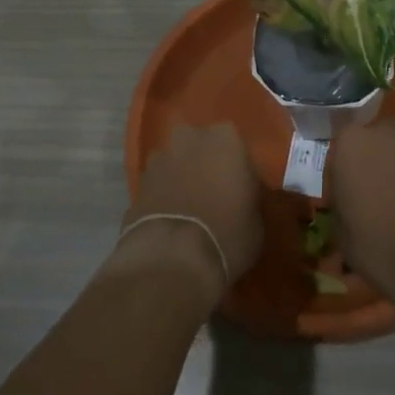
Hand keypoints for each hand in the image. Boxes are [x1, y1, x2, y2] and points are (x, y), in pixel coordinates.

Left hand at [118, 123, 264, 295]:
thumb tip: (240, 195)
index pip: (236, 146)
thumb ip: (248, 195)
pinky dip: (162, 195)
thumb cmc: (228, 234)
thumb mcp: (256, 218)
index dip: (237, 168)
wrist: (173, 258)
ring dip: (180, 177)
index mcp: (226, 138)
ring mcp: (160, 157)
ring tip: (187, 210)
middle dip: (204, 163)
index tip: (239, 190)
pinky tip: (168, 220)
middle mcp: (190, 137)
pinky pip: (158, 183)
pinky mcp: (138, 181)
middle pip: (200, 145)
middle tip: (212, 194)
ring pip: (176, 161)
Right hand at [327, 116, 394, 299]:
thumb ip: (343, 203)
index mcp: (348, 142)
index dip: (342, 176)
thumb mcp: (341, 231)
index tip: (346, 198)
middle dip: (370, 164)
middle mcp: (381, 130)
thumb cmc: (377, 242)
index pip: (338, 153)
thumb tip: (351, 203)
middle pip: (369, 144)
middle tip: (371, 196)